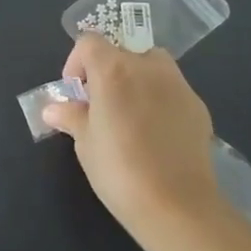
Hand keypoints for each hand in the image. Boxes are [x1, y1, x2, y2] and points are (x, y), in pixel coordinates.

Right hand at [42, 34, 224, 234]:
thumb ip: (71, 117)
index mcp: (113, 69)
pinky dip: (160, 100)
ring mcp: (177, 84)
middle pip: (122, 52)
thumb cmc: (119, 170)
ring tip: (130, 116)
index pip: (88, 43)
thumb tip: (52, 109)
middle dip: (108, 72)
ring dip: (137, 80)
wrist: (178, 207)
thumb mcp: (85, 143)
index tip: (76, 93)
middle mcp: (147, 66)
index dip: (77, 63)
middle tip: (101, 105)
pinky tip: (156, 135)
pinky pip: (172, 90)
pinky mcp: (198, 106)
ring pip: (152, 66)